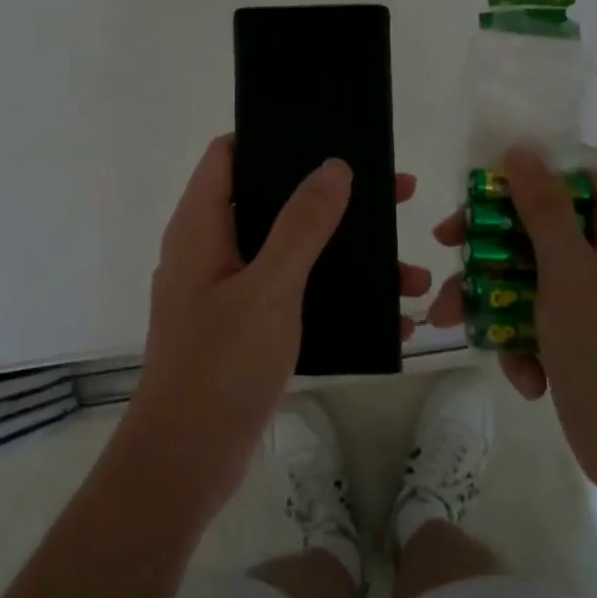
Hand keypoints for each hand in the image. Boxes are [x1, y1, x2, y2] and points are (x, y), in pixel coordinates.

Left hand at [122, 136, 431, 522]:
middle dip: (333, 199)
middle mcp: (210, 249)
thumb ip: (301, 225)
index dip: (273, 136)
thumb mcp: (269, 288)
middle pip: (273, 200)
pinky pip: (295, 294)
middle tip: (394, 195)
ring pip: (292, 252)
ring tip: (409, 273)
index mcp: (201, 226)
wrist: (187, 462)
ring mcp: (227, 290)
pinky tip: (387, 318)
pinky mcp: (244, 327)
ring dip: (346, 257)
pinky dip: (335, 297)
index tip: (328, 135)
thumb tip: (333, 166)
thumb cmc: (220, 365)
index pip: (229, 154)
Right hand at [428, 145, 596, 505]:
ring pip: (531, 273)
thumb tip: (523, 148)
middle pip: (543, 225)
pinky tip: (522, 374)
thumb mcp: (569, 274)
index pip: (576, 177)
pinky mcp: (585, 336)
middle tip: (446, 249)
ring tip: (451, 321)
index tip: (482, 195)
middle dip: (491, 245)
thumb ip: (543, 209)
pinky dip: (523, 339)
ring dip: (492, 297)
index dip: (529, 178)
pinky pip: (541, 316)